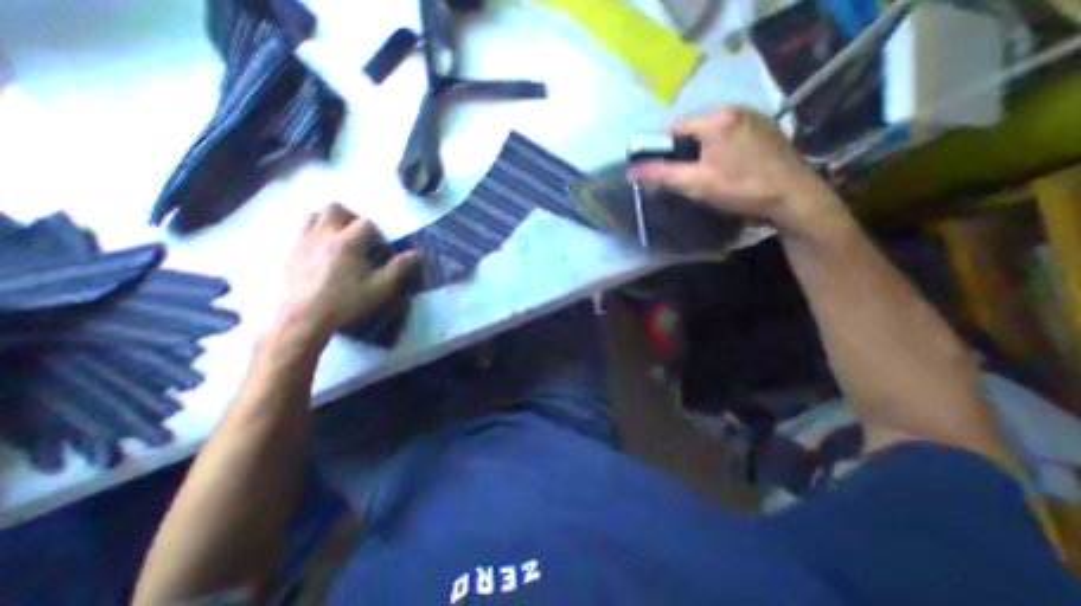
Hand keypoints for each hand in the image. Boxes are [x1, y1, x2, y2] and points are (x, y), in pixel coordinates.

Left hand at [273, 204, 419, 345]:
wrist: (306, 318)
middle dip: (351, 218)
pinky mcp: (290, 254)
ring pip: (313, 216)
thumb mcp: (381, 287)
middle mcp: (324, 235)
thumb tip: (416, 254)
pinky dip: (314, 235)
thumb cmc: (347, 301)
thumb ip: (399, 267)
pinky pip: (301, 233)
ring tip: (340, 239)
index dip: (378, 235)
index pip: (366, 223)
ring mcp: (303, 243)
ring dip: (330, 222)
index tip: (380, 252)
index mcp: (347, 242)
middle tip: (360, 237)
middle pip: (335, 209)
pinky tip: (322, 254)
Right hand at [630, 107, 848, 237]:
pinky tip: (731, 165)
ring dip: (704, 148)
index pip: (674, 127)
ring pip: (713, 129)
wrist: (792, 197)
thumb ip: (661, 175)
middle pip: (694, 126)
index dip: (665, 149)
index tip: (669, 170)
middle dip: (686, 149)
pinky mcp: (766, 126)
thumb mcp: (695, 184)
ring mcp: (754, 115)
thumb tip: (630, 173)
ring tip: (711, 172)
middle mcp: (735, 108)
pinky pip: (732, 131)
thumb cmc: (740, 189)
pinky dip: (723, 145)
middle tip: (690, 175)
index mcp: (716, 119)